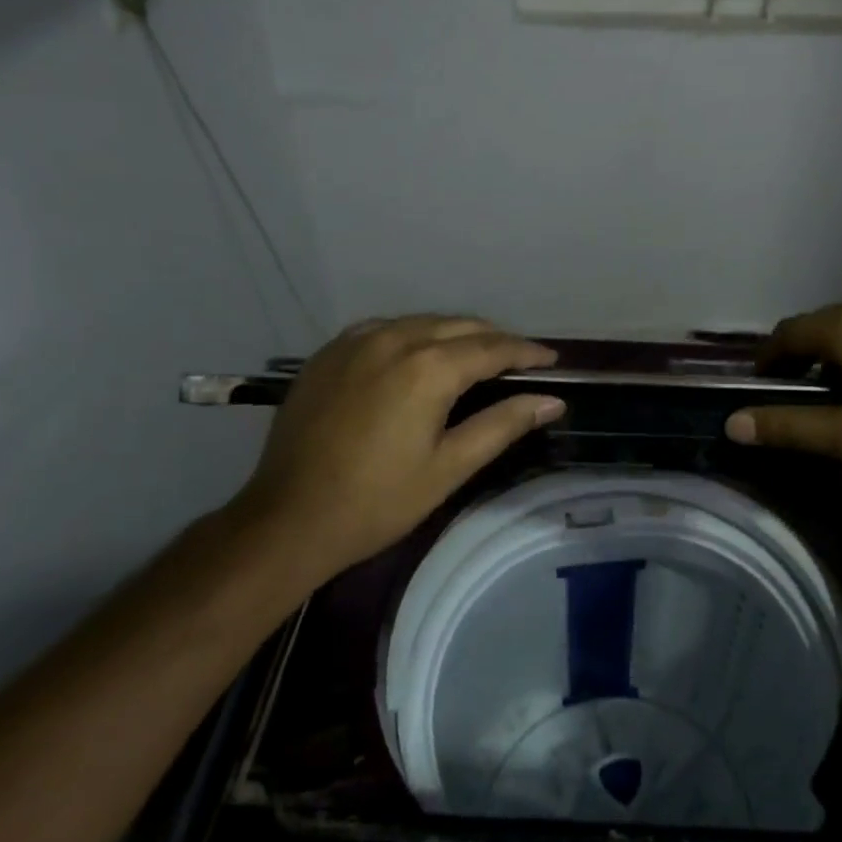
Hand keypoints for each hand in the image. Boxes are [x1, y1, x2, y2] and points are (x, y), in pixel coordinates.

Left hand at [225, 316, 563, 591]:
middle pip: (458, 326)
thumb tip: (553, 401)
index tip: (552, 360)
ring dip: (454, 334)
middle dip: (494, 339)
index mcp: (427, 368)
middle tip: (519, 360)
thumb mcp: (449, 467)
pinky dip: (413, 335)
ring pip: (421, 322)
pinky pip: (384, 328)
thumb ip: (504, 425)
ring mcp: (355, 342)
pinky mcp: (328, 353)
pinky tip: (418, 355)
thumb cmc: (378, 501)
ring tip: (476, 355)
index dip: (526, 352)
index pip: (492, 347)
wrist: (288, 519)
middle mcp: (393, 339)